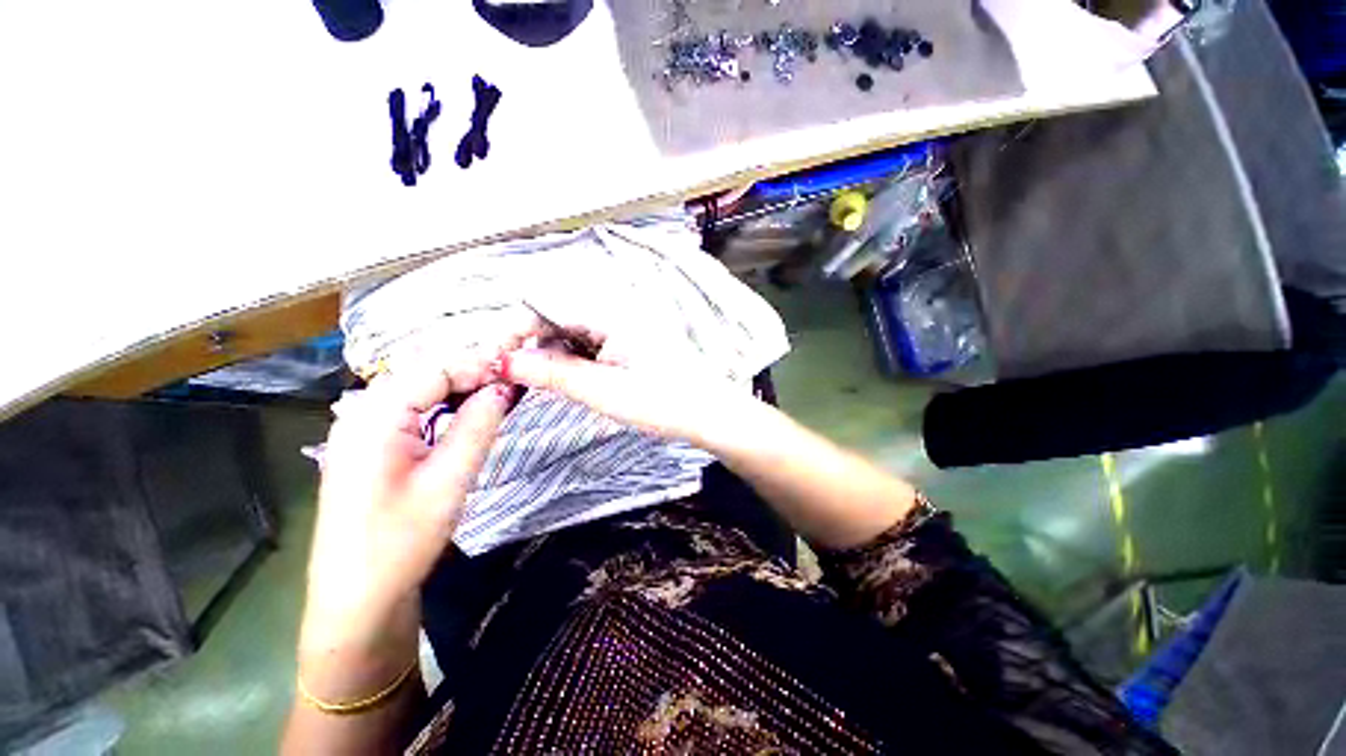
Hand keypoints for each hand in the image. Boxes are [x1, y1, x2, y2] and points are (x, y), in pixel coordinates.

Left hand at [301, 369, 513, 657]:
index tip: (518, 371)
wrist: (357, 599)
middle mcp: (361, 413)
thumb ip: (477, 425)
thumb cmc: (401, 540)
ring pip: (417, 390)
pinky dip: (442, 405)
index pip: (434, 368)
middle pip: (423, 374)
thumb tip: (503, 386)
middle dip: (470, 371)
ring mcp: (361, 430)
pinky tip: (465, 413)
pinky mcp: (370, 448)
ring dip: (458, 387)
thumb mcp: (449, 479)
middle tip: (512, 380)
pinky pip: (410, 410)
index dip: (478, 364)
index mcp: (374, 416)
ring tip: (498, 392)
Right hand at [499, 330, 754, 450]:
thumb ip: (552, 373)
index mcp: (611, 314)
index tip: (495, 360)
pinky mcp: (626, 345)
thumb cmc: (662, 402)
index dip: (516, 332)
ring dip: (553, 358)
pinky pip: (588, 347)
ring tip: (548, 385)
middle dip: (533, 347)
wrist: (707, 415)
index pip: (547, 307)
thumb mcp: (602, 390)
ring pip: (571, 335)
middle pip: (557, 319)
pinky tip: (573, 381)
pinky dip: (573, 363)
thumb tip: (505, 362)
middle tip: (517, 379)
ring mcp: (622, 329)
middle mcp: (615, 313)